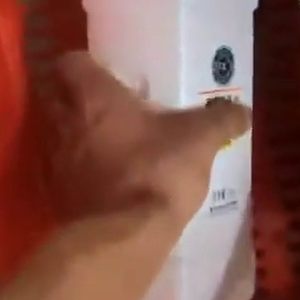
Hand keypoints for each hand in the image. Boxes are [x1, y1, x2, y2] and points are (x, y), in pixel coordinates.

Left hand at [52, 53, 250, 227]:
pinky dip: (77, 171)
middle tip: (106, 105)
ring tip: (106, 142)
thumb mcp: (199, 140)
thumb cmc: (156, 171)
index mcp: (92, 96)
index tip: (105, 71)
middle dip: (75, 98)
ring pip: (57, 135)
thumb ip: (221, 120)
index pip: (70, 62)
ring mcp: (55, 161)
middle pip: (55, 97)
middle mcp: (63, 122)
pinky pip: (63, 172)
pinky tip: (103, 179)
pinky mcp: (56, 195)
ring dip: (75, 135)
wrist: (123, 237)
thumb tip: (244, 111)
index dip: (85, 63)